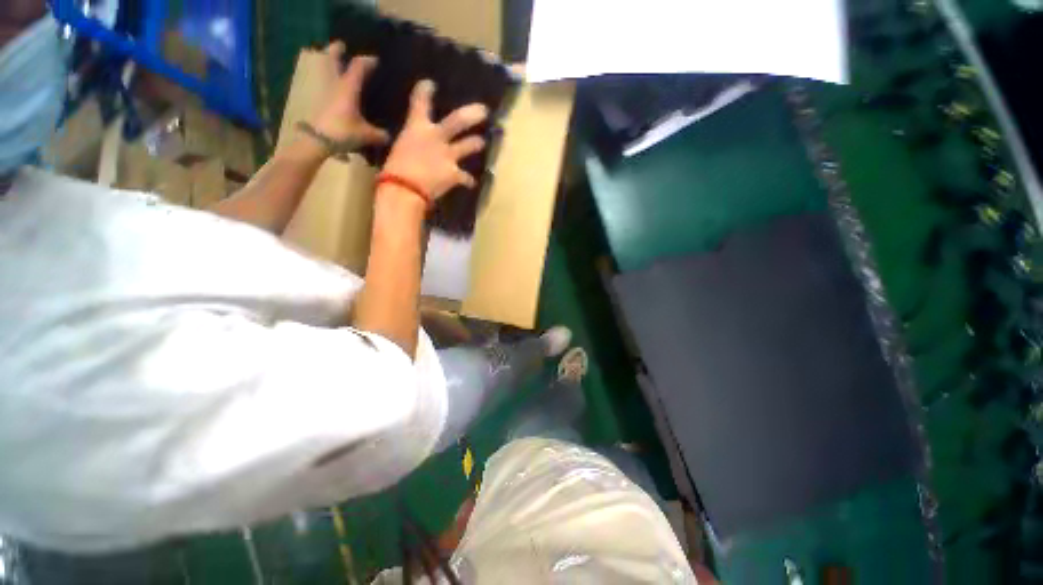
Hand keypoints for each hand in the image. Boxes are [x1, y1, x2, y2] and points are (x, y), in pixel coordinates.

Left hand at [307, 42, 389, 150]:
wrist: (317, 140)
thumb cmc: (343, 132)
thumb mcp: (366, 135)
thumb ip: (380, 135)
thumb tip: (389, 137)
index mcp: (348, 88)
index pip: (358, 67)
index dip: (367, 62)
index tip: (375, 60)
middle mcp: (335, 85)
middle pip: (332, 60)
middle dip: (336, 51)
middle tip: (340, 46)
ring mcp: (324, 92)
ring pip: (325, 71)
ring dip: (329, 65)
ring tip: (334, 64)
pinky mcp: (319, 102)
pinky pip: (325, 86)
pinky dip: (329, 82)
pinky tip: (335, 89)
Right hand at [382, 80, 487, 200]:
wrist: (405, 189)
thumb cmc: (393, 169)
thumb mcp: (398, 149)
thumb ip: (410, 145)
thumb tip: (411, 149)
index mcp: (417, 128)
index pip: (420, 103)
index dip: (425, 91)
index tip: (430, 84)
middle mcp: (436, 137)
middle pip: (458, 120)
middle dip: (473, 114)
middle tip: (484, 110)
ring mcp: (448, 155)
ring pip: (468, 146)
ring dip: (476, 144)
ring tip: (482, 143)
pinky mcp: (455, 174)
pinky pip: (466, 178)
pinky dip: (468, 181)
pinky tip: (471, 183)